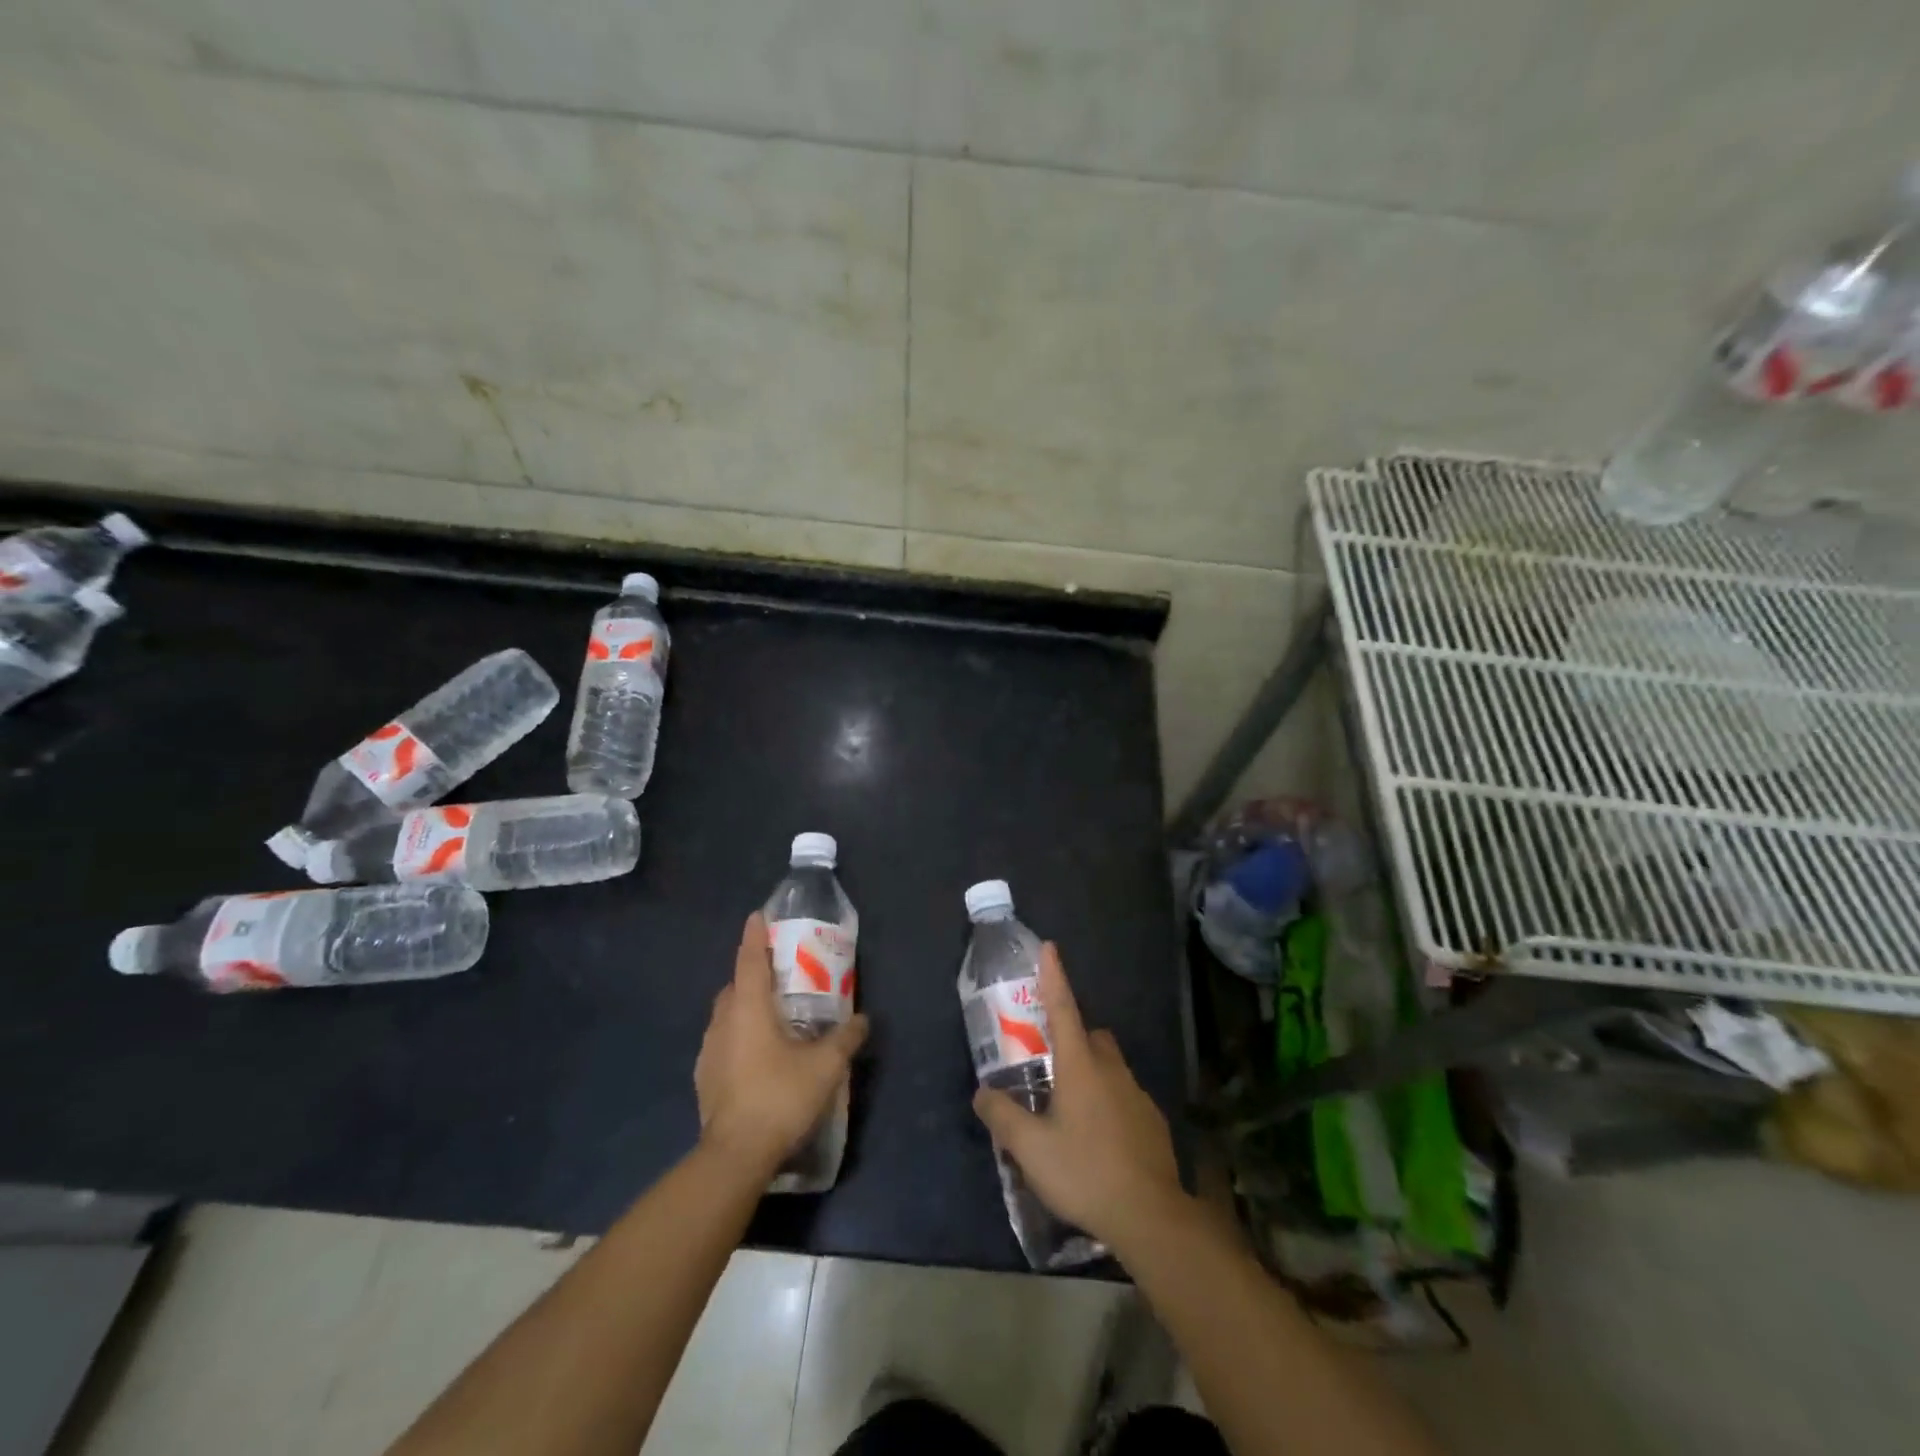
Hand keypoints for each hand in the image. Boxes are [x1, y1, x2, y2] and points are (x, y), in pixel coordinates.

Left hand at [696, 912, 868, 1174]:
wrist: (735, 1155)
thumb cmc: (780, 1097)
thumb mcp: (825, 1066)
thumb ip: (846, 1038)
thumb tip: (863, 1020)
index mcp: (748, 1008)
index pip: (749, 959)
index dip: (754, 935)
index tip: (757, 916)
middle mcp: (723, 1022)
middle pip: (735, 985)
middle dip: (752, 973)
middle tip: (778, 973)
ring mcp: (708, 1051)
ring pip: (726, 1015)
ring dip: (744, 1006)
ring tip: (771, 1015)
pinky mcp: (704, 1077)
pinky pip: (722, 1042)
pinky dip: (738, 1035)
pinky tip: (757, 1055)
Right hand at [972, 944, 1184, 1250]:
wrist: (1150, 1216)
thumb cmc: (1084, 1172)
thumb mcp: (1030, 1148)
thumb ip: (1002, 1116)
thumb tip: (983, 1092)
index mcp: (1080, 1065)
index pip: (1063, 1008)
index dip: (1054, 977)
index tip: (1050, 947)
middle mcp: (1111, 1069)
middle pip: (1091, 1036)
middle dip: (1073, 1037)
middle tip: (1051, 1063)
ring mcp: (1136, 1093)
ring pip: (1110, 1066)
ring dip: (1091, 1073)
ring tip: (1071, 1109)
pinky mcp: (1152, 1120)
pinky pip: (1124, 1096)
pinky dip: (1109, 1103)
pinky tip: (1099, 1138)